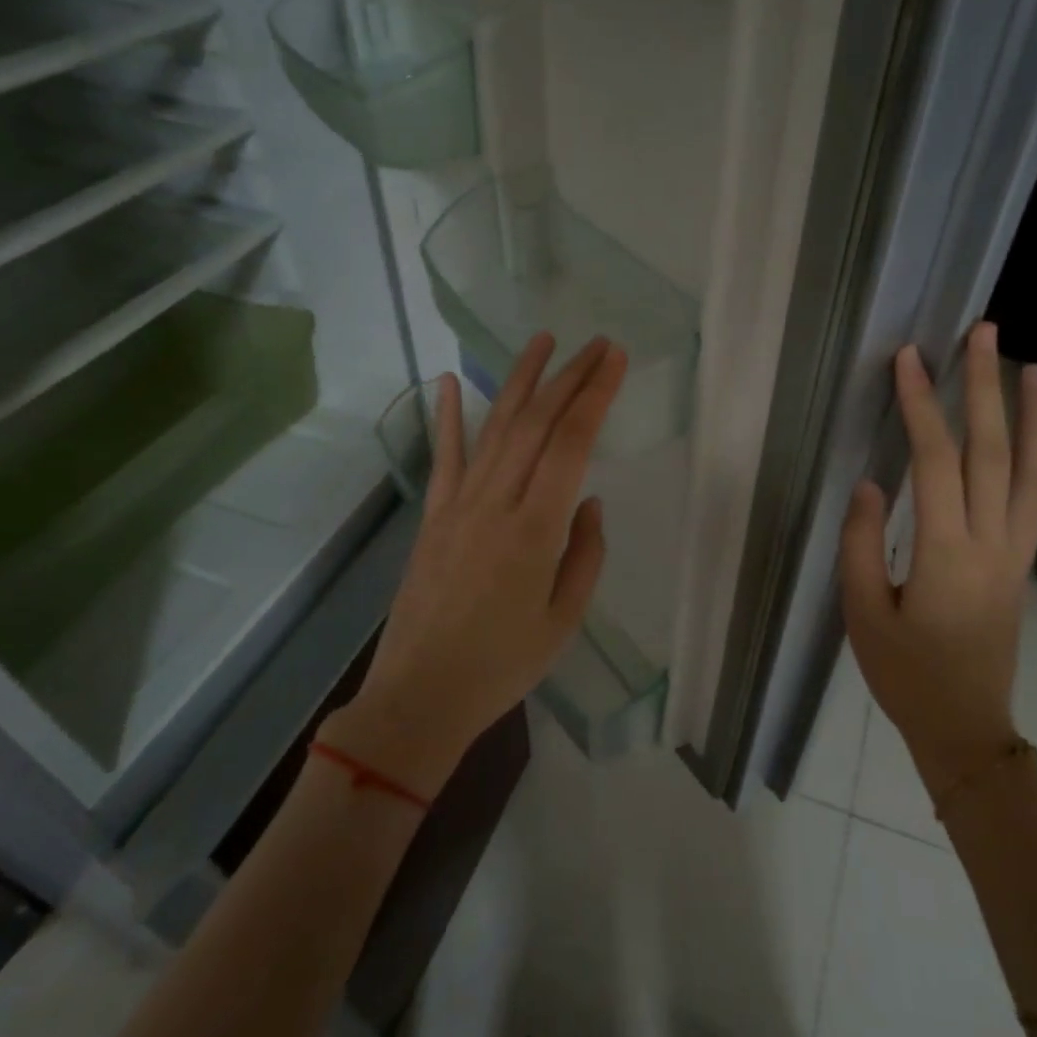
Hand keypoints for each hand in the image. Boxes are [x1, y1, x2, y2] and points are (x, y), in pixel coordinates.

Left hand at [322, 334, 626, 795]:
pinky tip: (447, 381)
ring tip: (541, 341)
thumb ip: (585, 554)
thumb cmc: (503, 665)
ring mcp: (459, 505)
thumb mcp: (564, 619)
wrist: (421, 695)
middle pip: (535, 423)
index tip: (615, 360)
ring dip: (519, 380)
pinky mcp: (433, 516)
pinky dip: (446, 417)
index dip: (595, 396)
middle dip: (568, 377)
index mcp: (535, 530)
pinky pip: (444, 458)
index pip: (571, 444)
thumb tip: (589, 501)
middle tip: (596, 344)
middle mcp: (496, 503)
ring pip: (493, 428)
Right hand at [839, 324, 1036, 800]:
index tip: (910, 359)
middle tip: (983, 333)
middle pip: (992, 450)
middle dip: (984, 387)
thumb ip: (863, 544)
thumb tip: (873, 484)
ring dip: (1031, 413)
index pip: (936, 461)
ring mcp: (1014, 551)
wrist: (965, 726)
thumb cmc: (905, 674)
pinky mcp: (1020, 562)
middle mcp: (990, 542)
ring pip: (1030, 469)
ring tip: (1030, 365)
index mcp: (945, 553)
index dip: (921, 406)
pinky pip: (1033, 495)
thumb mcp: (862, 614)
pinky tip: (1032, 429)